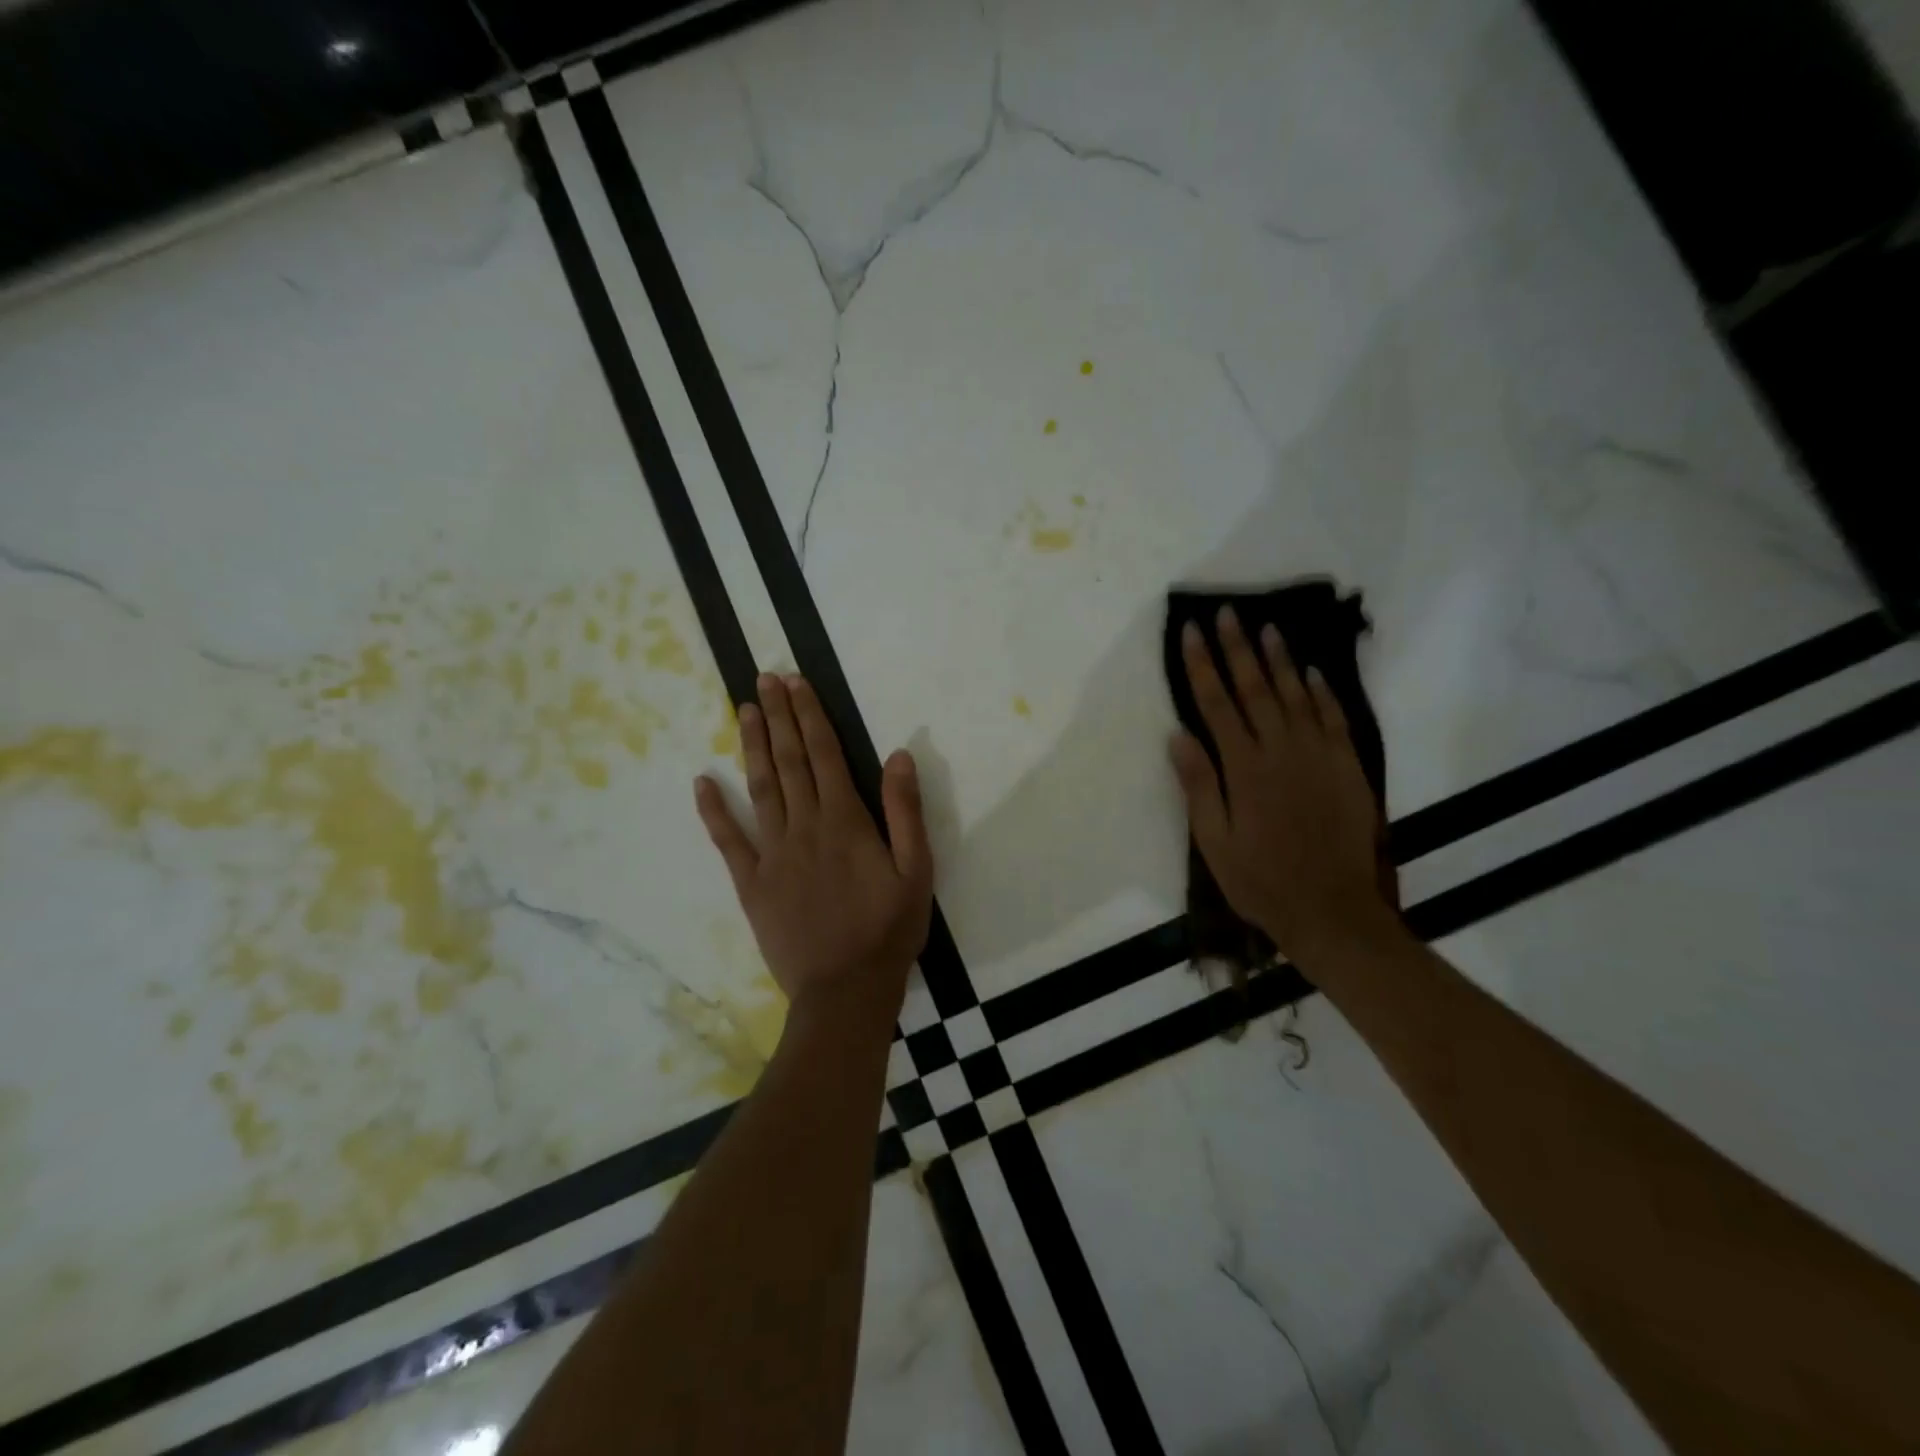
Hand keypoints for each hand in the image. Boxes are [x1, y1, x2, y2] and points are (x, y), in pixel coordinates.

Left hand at [695, 674, 933, 1023]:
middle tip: (765, 679)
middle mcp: (804, 826)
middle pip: (789, 761)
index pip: (824, 754)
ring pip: (760, 788)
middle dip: (779, 717)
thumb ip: (905, 811)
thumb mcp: (916, 870)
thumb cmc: (888, 930)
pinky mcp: (751, 883)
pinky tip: (701, 783)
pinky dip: (713, 811)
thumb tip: (897, 754)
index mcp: (845, 821)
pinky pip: (728, 841)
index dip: (810, 716)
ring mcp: (772, 854)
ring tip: (745, 711)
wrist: (846, 990)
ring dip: (752, 747)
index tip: (797, 684)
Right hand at [1170, 607, 1399, 966]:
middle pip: (1254, 688)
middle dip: (1236, 647)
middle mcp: (1281, 750)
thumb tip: (1178, 735)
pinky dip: (1321, 691)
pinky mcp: (1347, 767)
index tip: (1190, 632)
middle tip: (1226, 612)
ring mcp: (1319, 755)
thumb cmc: (1261, 880)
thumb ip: (1198, 785)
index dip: (1201, 665)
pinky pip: (1333, 717)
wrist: (1333, 910)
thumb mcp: (1214, 842)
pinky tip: (1311, 671)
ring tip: (1265, 627)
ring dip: (1278, 659)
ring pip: (1295, 694)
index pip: (1216, 703)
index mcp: (1244, 768)